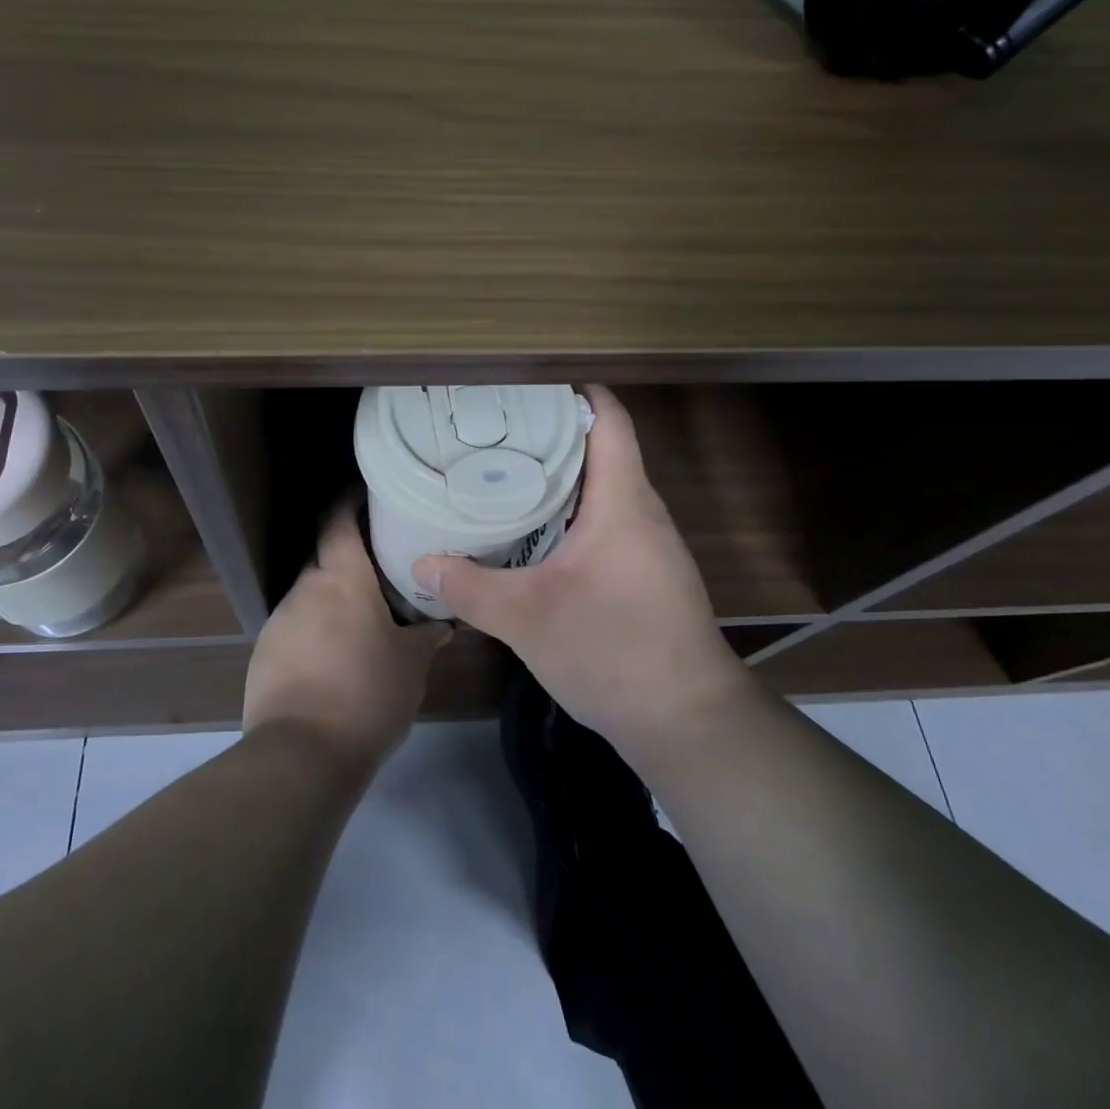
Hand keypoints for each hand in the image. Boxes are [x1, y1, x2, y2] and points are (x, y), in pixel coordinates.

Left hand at [244, 502, 449, 770]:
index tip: (367, 496)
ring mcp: (280, 620)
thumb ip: (426, 637)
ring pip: (309, 594)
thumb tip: (441, 625)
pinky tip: (332, 658)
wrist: (302, 754)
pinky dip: (313, 630)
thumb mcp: (411, 665)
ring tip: (358, 620)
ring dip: (330, 599)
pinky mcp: (263, 653)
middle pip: (323, 557)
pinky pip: (294, 627)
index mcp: (342, 578)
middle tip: (378, 568)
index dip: (349, 502)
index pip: (338, 520)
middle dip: (346, 557)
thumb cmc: (367, 693)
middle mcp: (305, 588)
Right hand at [413, 386, 746, 767]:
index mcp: (623, 501)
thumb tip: (421, 564)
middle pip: (603, 448)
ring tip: (505, 474)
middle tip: (495, 432)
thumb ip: (470, 588)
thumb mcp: (527, 618)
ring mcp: (650, 544)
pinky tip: (536, 533)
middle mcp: (643, 511)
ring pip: (604, 488)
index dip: (575, 391)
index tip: (525, 387)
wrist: (688, 722)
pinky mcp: (647, 573)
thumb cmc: (612, 651)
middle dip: (552, 434)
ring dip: (561, 477)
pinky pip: (608, 521)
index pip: (610, 419)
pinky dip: (572, 512)